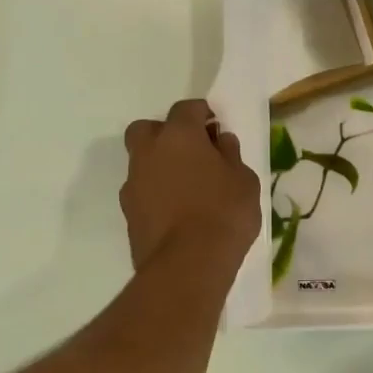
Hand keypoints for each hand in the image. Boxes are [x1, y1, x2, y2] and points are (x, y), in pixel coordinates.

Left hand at [121, 100, 260, 271]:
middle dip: (168, 133)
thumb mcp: (244, 181)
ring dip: (161, 165)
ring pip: (143, 161)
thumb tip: (221, 141)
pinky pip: (143, 189)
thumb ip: (230, 156)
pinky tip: (178, 210)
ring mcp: (133, 182)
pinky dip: (157, 192)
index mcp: (179, 136)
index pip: (186, 109)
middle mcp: (149, 152)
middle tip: (193, 151)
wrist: (188, 264)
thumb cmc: (225, 213)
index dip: (202, 113)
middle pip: (149, 129)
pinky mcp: (128, 211)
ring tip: (188, 186)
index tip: (216, 125)